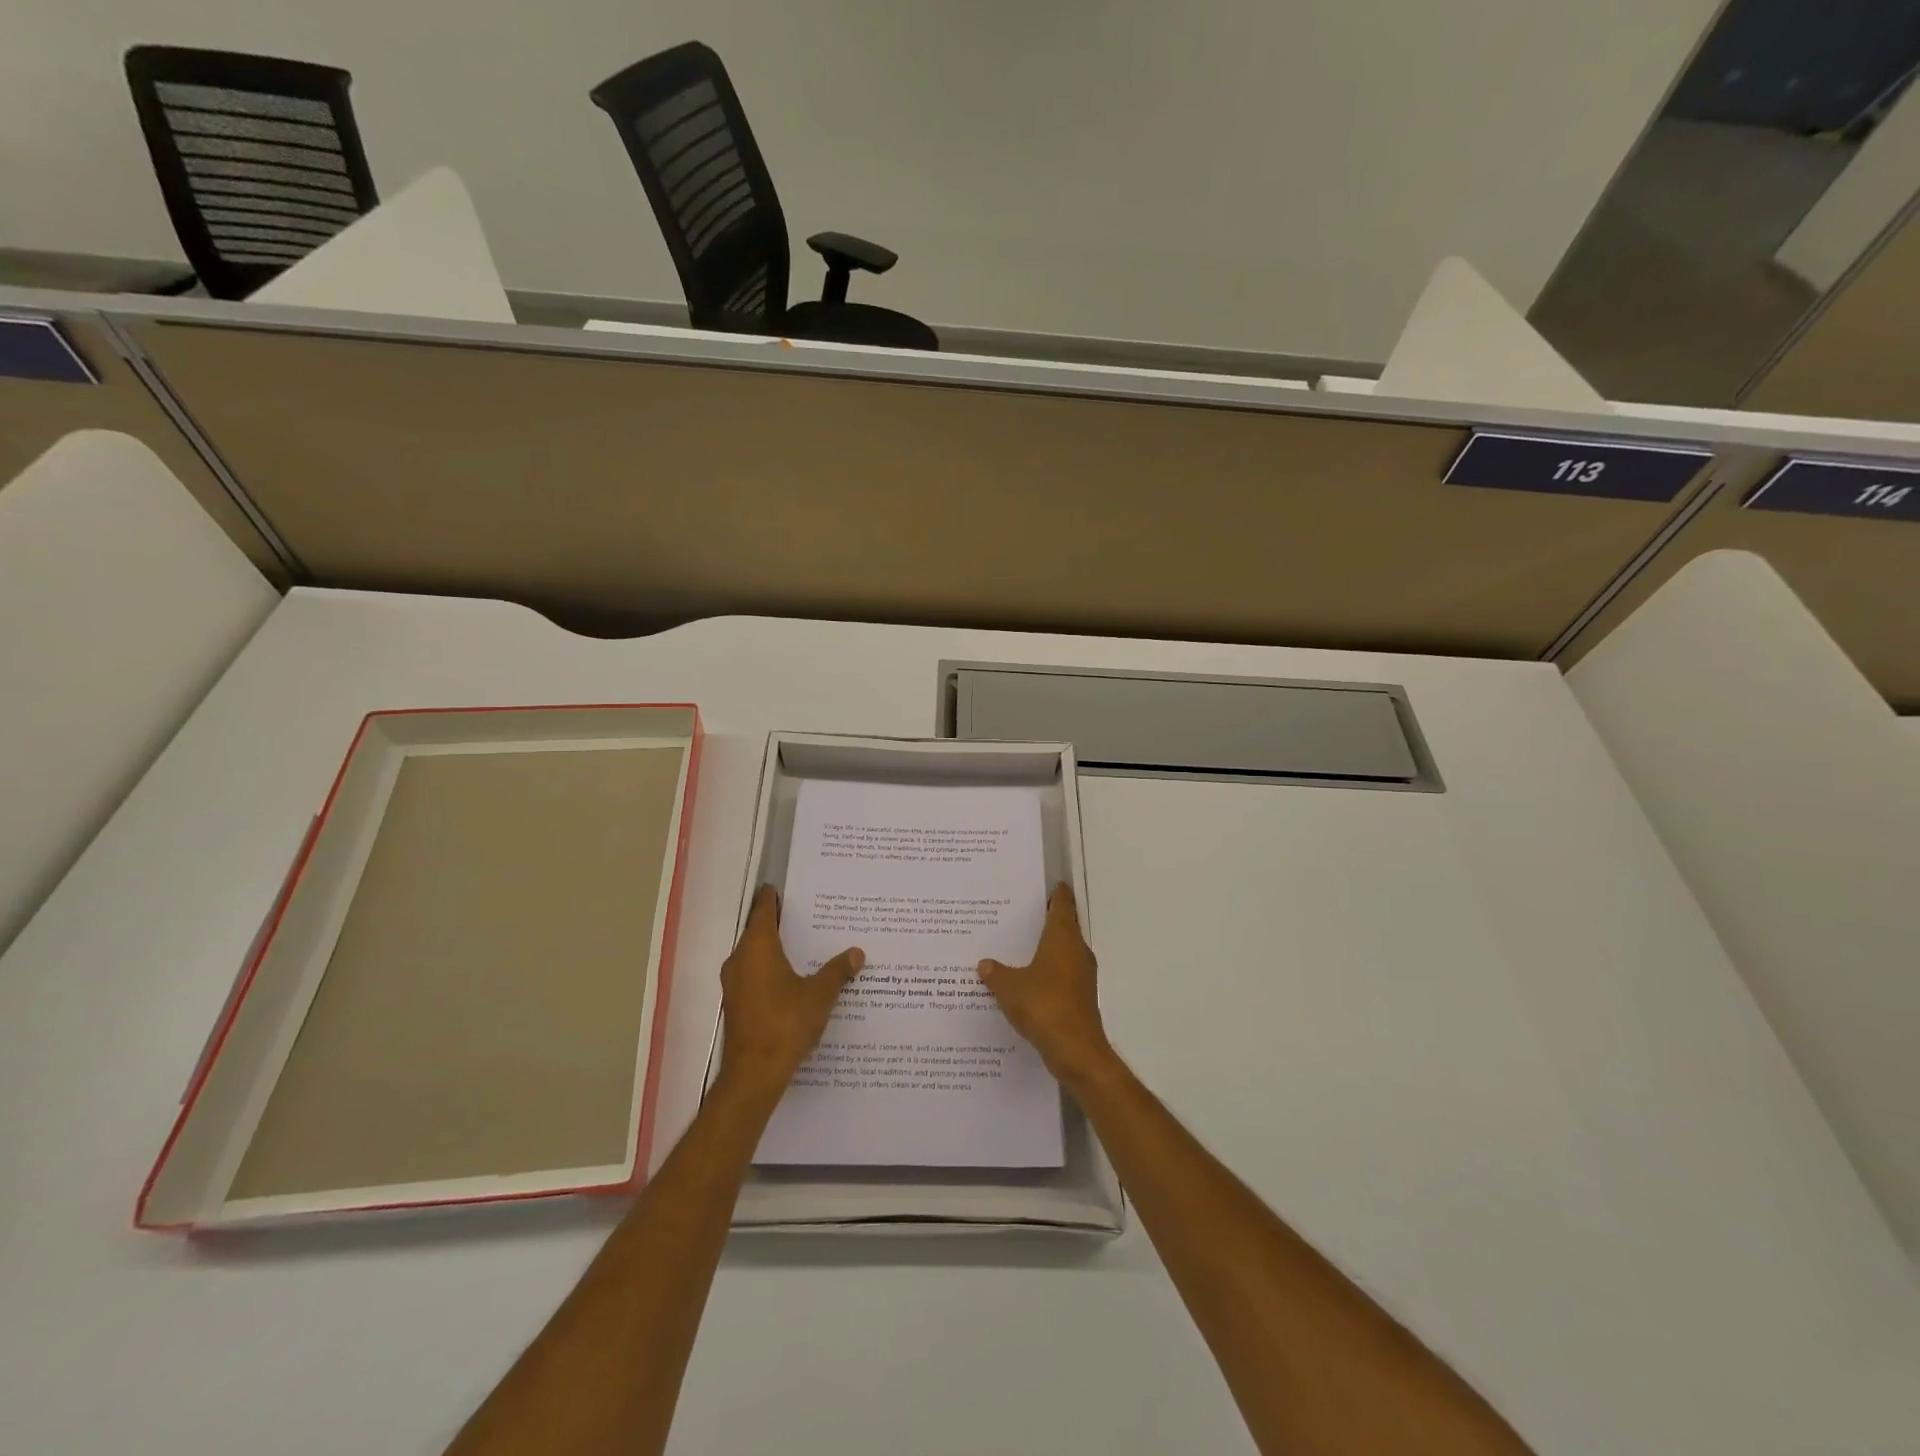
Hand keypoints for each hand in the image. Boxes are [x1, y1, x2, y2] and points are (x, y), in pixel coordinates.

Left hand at [717, 886, 863, 1096]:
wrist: (755, 1073)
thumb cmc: (786, 1023)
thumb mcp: (820, 994)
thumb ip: (838, 971)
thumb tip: (857, 952)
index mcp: (757, 947)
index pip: (762, 909)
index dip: (772, 896)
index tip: (783, 886)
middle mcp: (740, 959)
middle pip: (757, 931)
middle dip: (779, 922)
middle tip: (805, 913)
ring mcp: (735, 984)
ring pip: (755, 955)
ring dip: (774, 949)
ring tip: (804, 944)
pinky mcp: (737, 1004)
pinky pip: (754, 975)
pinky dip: (770, 969)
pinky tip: (793, 977)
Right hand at [977, 885, 1114, 1087]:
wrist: (1075, 1050)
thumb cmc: (1043, 1005)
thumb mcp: (1009, 987)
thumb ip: (996, 973)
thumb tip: (984, 964)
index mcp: (1062, 938)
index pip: (1062, 904)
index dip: (1056, 893)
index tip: (1047, 884)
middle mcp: (1077, 951)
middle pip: (1064, 927)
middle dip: (1045, 921)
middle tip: (1020, 915)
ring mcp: (1082, 976)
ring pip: (1063, 953)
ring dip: (1046, 949)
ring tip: (1018, 948)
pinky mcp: (1081, 998)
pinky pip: (1062, 976)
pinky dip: (1048, 973)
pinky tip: (1027, 982)